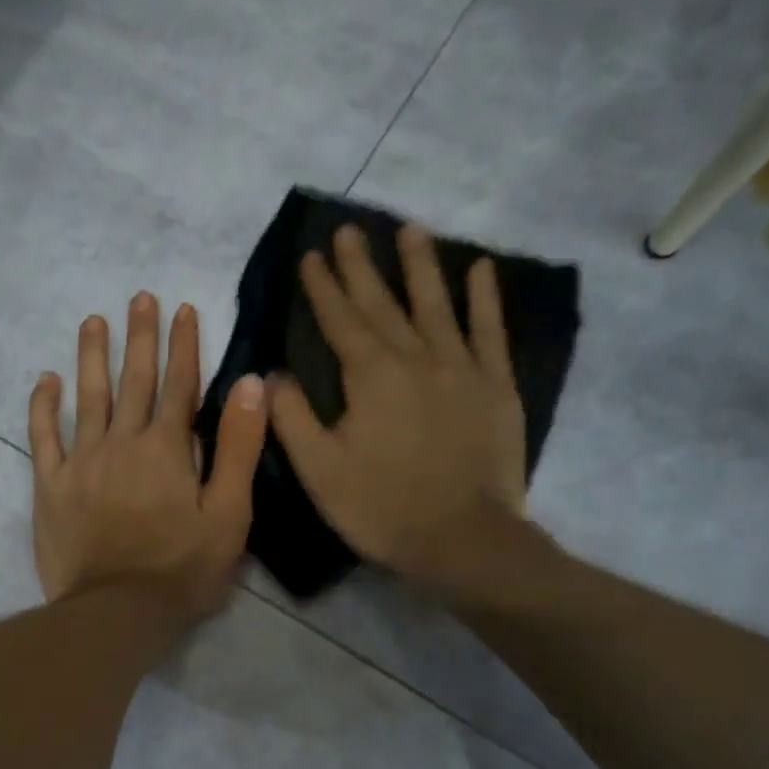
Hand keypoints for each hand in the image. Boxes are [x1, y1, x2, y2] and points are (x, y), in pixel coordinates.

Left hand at [29, 293, 267, 621]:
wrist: (116, 611)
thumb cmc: (182, 568)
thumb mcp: (229, 513)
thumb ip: (239, 447)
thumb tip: (250, 384)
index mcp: (167, 448)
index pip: (178, 384)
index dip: (183, 344)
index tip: (182, 308)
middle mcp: (122, 442)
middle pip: (132, 380)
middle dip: (139, 337)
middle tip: (139, 297)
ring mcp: (81, 461)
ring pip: (87, 397)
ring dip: (91, 357)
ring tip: (93, 322)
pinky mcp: (50, 486)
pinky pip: (42, 437)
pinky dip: (43, 406)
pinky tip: (45, 380)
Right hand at [269, 223, 528, 593]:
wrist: (463, 539)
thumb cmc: (381, 507)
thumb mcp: (319, 470)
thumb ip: (292, 417)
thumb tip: (272, 374)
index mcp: (369, 377)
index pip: (339, 320)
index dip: (323, 287)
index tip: (311, 254)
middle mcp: (415, 358)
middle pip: (383, 303)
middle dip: (361, 266)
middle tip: (348, 229)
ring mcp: (461, 369)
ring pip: (436, 304)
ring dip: (420, 265)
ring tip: (409, 228)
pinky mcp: (496, 387)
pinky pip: (490, 332)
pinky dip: (484, 300)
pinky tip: (480, 269)